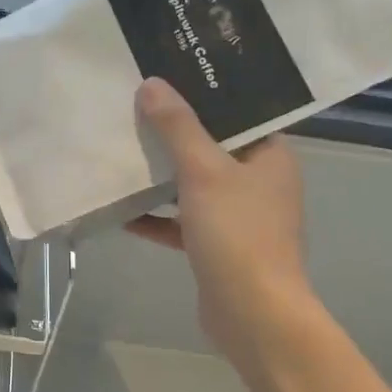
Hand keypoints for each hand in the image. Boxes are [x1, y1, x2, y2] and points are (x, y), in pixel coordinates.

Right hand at [127, 78, 314, 354]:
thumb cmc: (236, 233)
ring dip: (160, 176)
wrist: (252, 314)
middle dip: (173, 133)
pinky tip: (122, 211)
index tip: (167, 77)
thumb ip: (177, 127)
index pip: (238, 113)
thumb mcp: (204, 171)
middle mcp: (258, 182)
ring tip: (121, 151)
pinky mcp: (216, 246)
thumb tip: (152, 84)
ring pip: (193, 185)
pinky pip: (180, 222)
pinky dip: (156, 217)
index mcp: (269, 157)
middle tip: (134, 108)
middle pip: (210, 147)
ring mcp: (237, 217)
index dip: (204, 94)